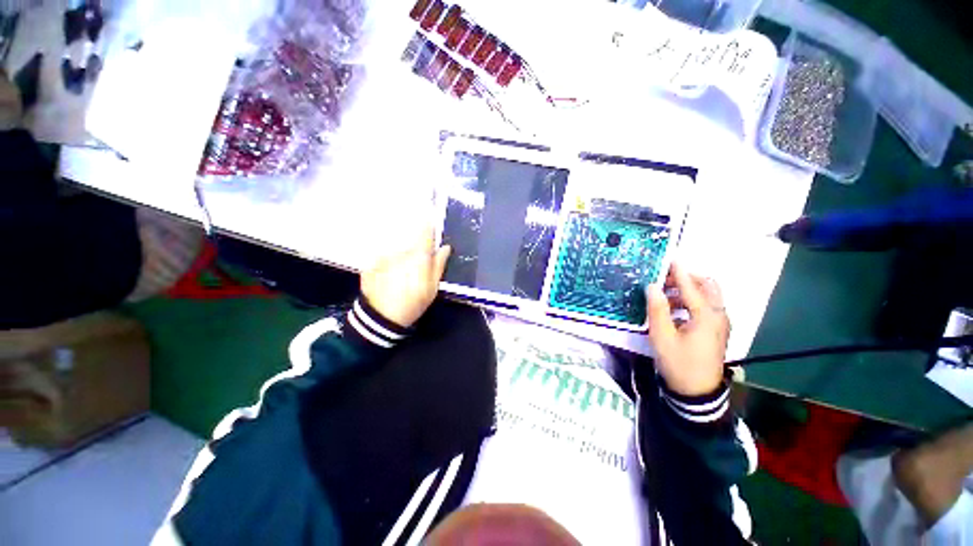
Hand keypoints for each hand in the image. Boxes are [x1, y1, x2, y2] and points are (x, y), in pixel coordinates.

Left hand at [360, 227, 450, 327]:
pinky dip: (387, 264)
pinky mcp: (371, 263)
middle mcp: (400, 251)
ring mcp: (383, 256)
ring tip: (400, 277)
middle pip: (410, 243)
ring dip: (400, 258)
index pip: (425, 232)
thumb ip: (439, 265)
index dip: (428, 225)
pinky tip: (388, 278)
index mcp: (418, 256)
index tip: (431, 221)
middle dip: (414, 250)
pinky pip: (383, 258)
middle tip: (415, 268)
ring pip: (396, 251)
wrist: (381, 317)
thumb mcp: (432, 287)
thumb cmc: (413, 303)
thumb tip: (445, 248)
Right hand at [646, 262, 729, 396]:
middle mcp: (718, 315)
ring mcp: (720, 323)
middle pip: (708, 286)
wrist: (697, 393)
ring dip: (687, 290)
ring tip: (663, 296)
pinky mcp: (716, 331)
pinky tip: (672, 311)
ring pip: (707, 296)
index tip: (668, 259)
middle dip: (687, 278)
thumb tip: (652, 287)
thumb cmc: (678, 363)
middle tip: (664, 280)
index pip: (691, 286)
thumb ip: (657, 309)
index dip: (678, 271)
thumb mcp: (662, 337)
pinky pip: (706, 307)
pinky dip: (690, 301)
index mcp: (706, 316)